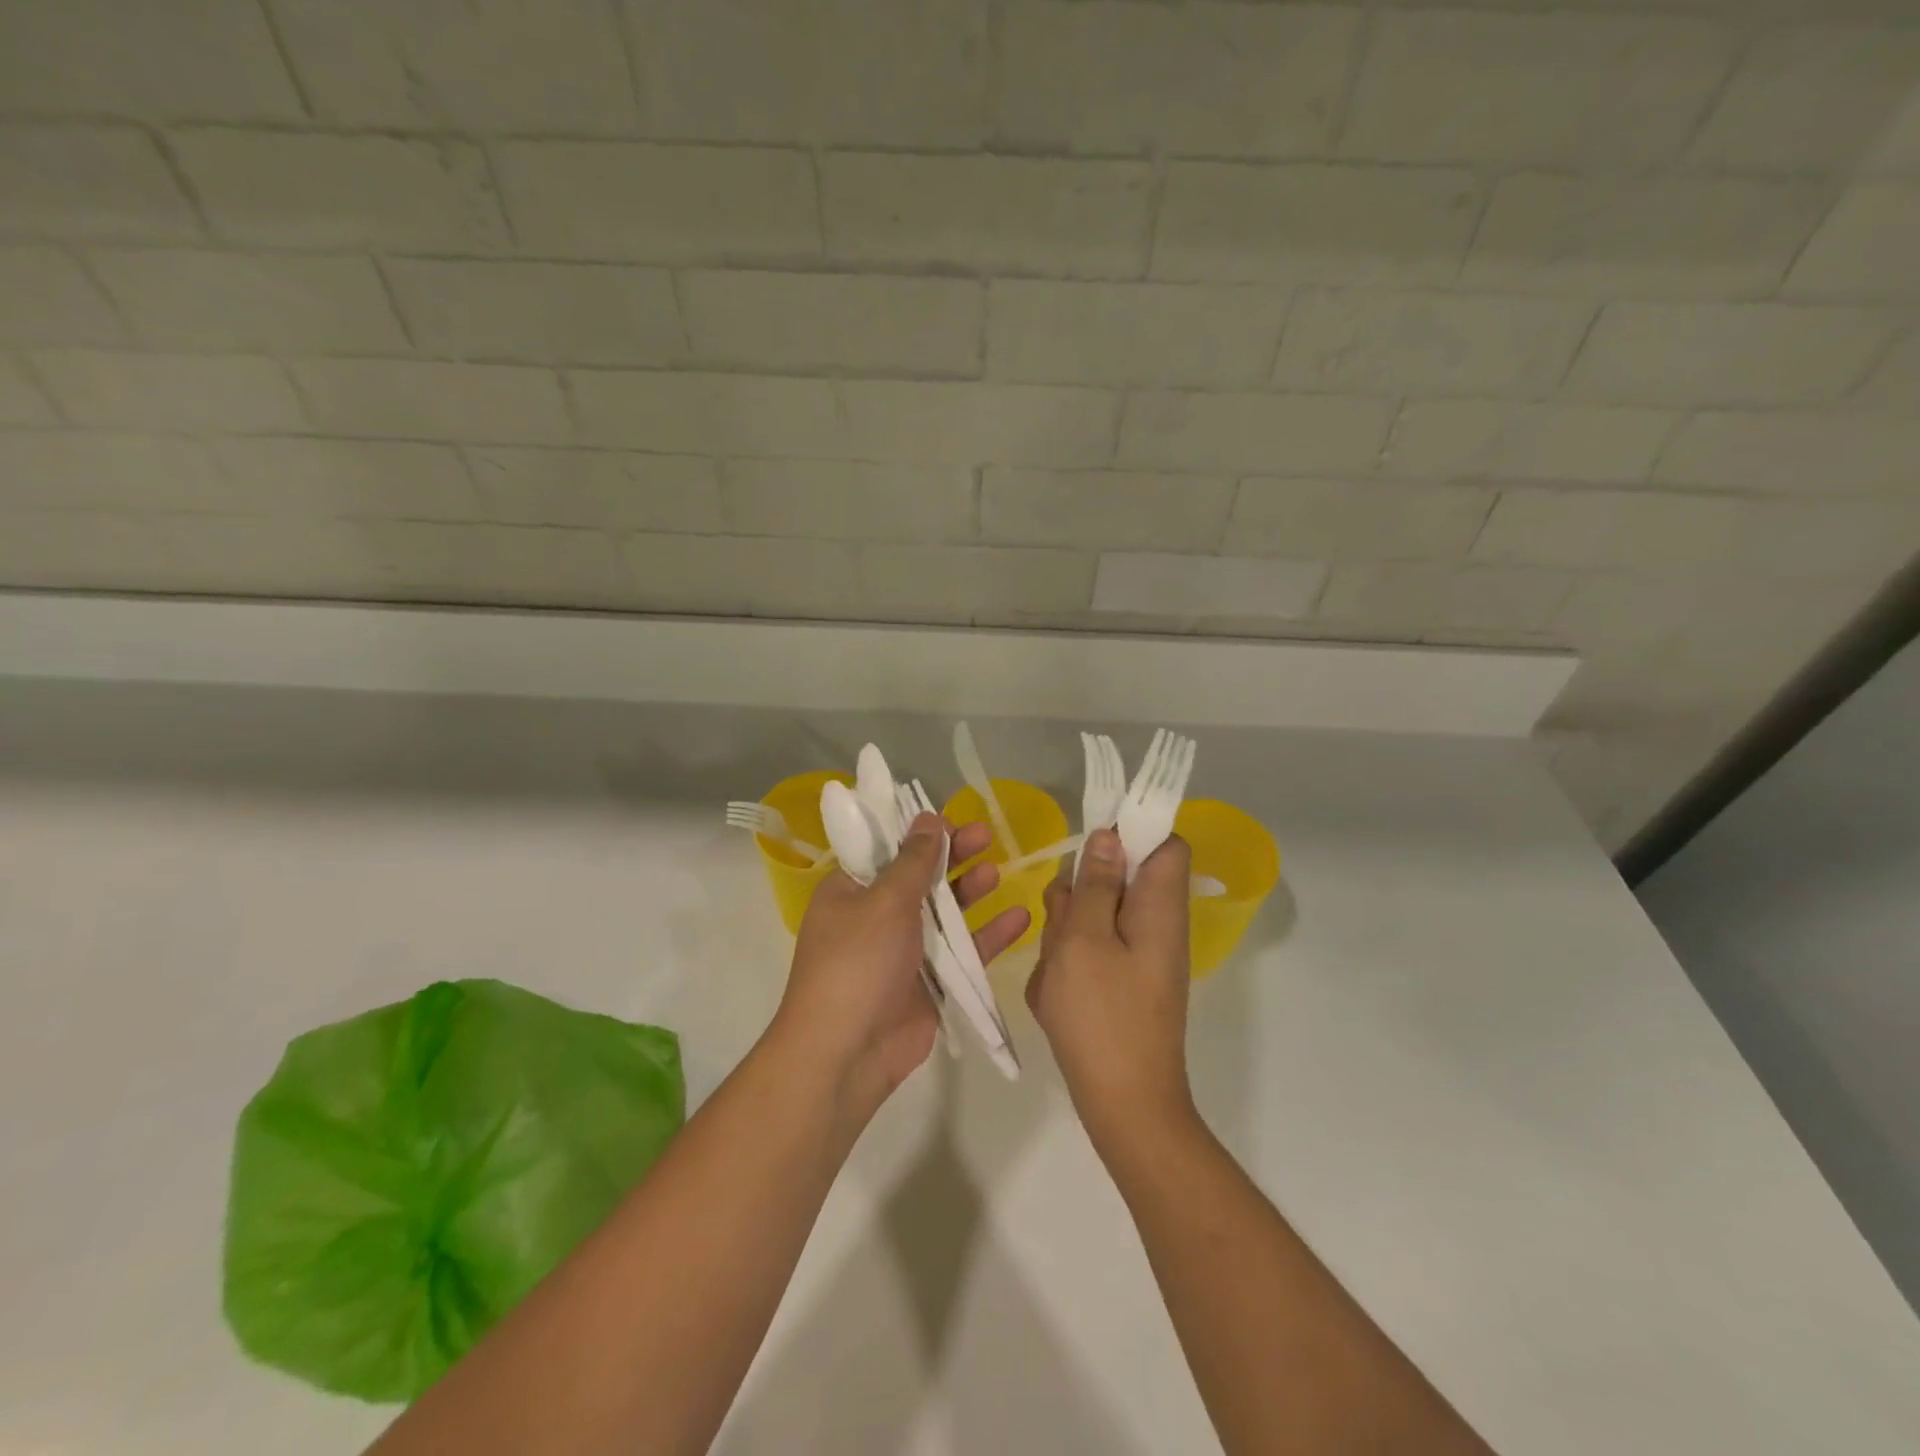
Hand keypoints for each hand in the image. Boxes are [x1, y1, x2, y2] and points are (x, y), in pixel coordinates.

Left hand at [772, 812, 1030, 1126]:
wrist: (847, 1053)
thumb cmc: (857, 962)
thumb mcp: (883, 902)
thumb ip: (914, 861)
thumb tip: (928, 819)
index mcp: (851, 891)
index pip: (887, 850)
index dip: (919, 833)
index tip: (952, 819)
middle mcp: (877, 916)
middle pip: (921, 877)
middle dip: (953, 857)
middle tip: (986, 835)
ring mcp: (904, 950)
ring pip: (945, 913)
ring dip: (970, 892)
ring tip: (997, 873)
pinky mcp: (931, 982)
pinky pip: (963, 951)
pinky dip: (989, 935)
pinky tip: (1019, 918)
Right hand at [1026, 829, 1195, 1157]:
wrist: (1123, 1104)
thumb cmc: (1102, 1015)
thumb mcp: (1086, 938)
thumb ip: (1096, 883)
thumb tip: (1110, 836)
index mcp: (1160, 906)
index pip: (1165, 844)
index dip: (1131, 832)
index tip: (1088, 848)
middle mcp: (1157, 924)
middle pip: (1119, 878)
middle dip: (1081, 893)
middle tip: (1065, 926)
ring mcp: (1139, 956)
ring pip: (1096, 916)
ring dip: (1067, 933)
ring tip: (1058, 970)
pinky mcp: (1122, 982)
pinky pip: (1090, 952)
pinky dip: (1069, 964)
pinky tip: (1057, 994)